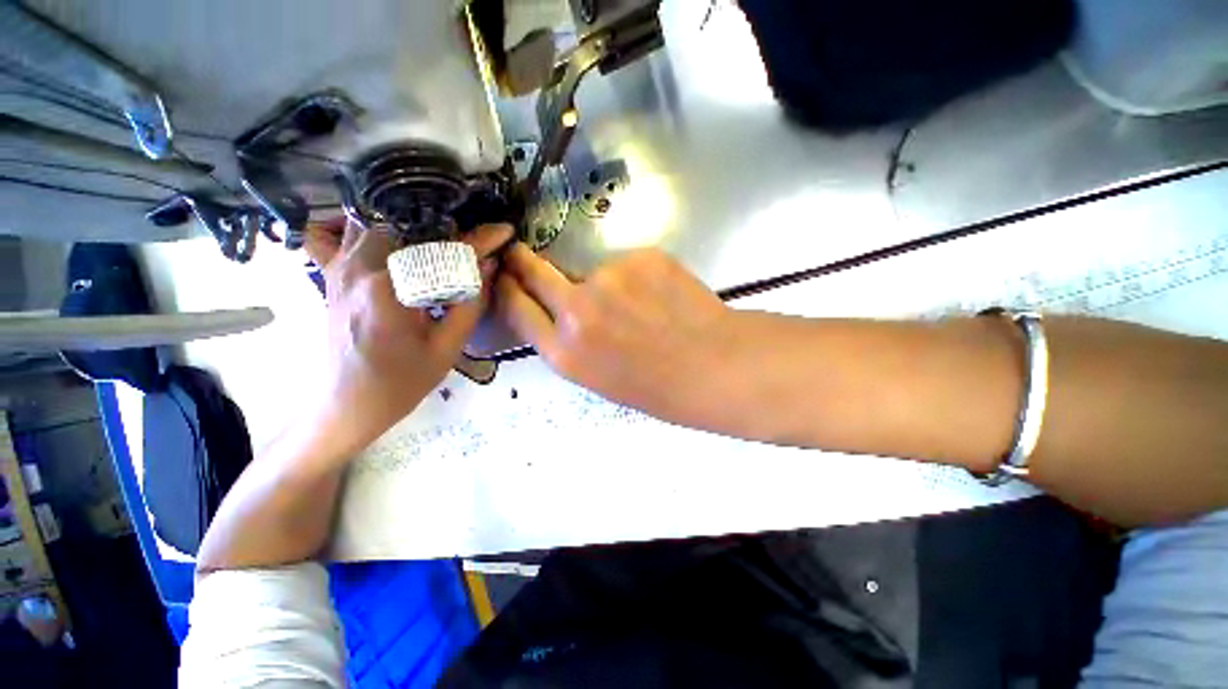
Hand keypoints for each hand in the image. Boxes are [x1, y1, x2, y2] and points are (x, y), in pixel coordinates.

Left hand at [304, 221, 512, 452]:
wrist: (346, 406)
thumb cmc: (400, 383)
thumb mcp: (447, 349)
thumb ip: (470, 304)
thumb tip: (488, 267)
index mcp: (391, 290)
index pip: (443, 252)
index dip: (479, 239)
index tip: (503, 232)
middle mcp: (359, 269)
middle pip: (405, 226)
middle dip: (443, 230)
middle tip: (468, 245)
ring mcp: (337, 270)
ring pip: (367, 222)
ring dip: (404, 227)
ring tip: (431, 241)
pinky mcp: (328, 278)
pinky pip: (327, 237)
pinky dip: (348, 229)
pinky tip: (375, 242)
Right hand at [495, 244, 739, 425]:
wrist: (714, 366)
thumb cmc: (657, 386)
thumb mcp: (598, 377)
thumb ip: (570, 340)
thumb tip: (560, 305)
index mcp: (565, 352)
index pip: (515, 307)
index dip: (507, 289)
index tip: (504, 276)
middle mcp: (577, 310)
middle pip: (534, 271)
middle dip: (522, 261)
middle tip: (521, 253)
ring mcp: (609, 277)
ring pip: (593, 271)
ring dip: (606, 283)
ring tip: (640, 306)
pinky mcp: (641, 256)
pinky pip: (628, 264)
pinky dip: (638, 277)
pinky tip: (661, 297)